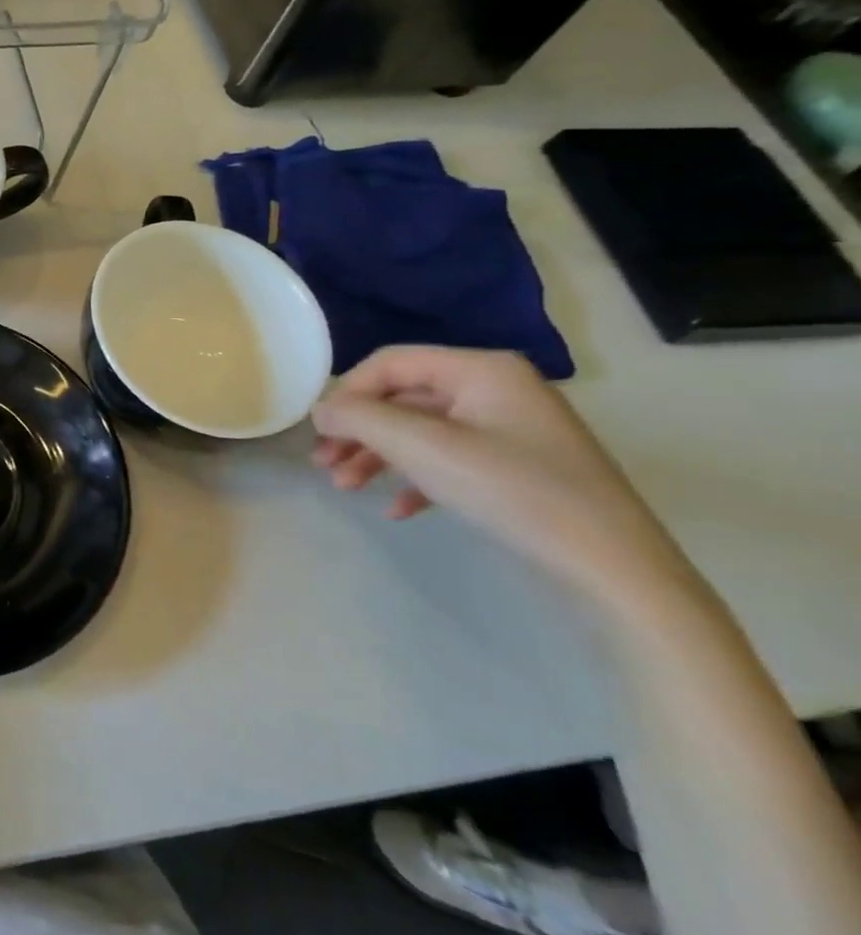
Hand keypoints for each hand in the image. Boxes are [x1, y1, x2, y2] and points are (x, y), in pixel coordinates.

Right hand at [311, 346, 696, 615]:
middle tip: (323, 463)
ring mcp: (510, 431)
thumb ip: (361, 418)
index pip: (390, 362)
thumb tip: (321, 410)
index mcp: (481, 370)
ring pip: (422, 432)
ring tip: (345, 487)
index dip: (348, 392)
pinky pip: (450, 462)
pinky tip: (397, 509)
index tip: (319, 431)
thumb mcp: (424, 448)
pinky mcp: (518, 470)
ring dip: (378, 457)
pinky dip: (416, 480)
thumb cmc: (513, 492)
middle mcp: (496, 390)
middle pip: (403, 398)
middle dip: (359, 431)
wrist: (616, 572)